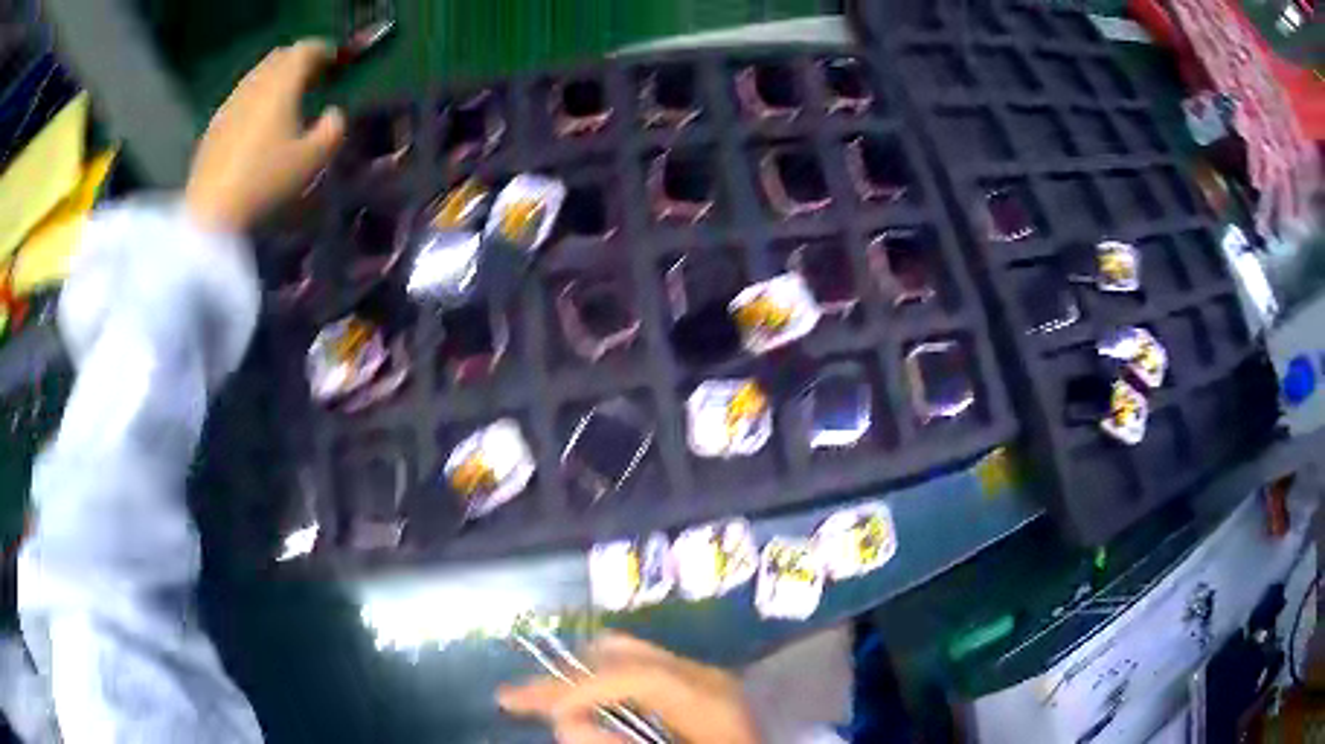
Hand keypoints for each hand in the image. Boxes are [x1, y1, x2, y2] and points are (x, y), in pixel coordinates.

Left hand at [184, 40, 345, 231]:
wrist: (211, 214)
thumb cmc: (266, 182)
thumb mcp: (314, 160)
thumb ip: (333, 129)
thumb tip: (333, 114)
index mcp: (281, 83)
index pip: (305, 50)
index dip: (324, 51)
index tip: (335, 63)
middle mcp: (254, 84)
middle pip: (279, 58)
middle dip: (298, 62)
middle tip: (313, 78)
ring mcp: (229, 105)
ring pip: (257, 77)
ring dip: (274, 81)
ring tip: (285, 102)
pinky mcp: (213, 128)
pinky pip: (240, 99)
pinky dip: (255, 100)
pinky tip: (257, 125)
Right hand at [499, 634, 759, 743]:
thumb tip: (565, 722)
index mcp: (705, 692)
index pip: (631, 675)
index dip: (580, 690)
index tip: (543, 715)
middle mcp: (700, 674)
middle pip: (621, 657)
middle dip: (564, 678)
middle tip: (515, 697)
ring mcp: (700, 676)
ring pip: (625, 659)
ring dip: (577, 678)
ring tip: (538, 696)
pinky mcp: (696, 687)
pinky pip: (637, 673)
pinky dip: (600, 684)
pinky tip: (581, 700)